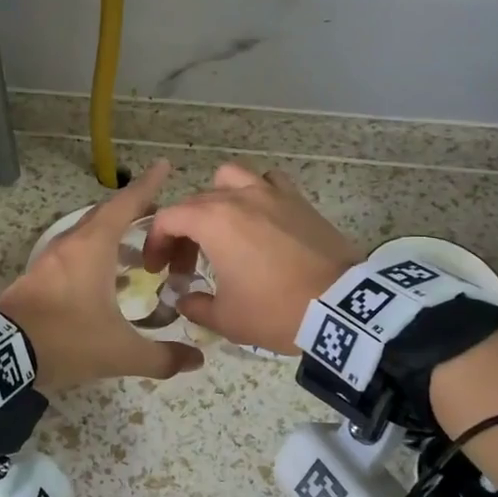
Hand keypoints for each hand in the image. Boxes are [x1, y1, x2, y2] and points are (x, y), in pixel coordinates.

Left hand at [0, 160, 205, 392]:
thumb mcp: (120, 353)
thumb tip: (196, 361)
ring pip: (86, 235)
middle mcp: (71, 244)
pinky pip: (73, 254)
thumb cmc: (66, 339)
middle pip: (105, 215)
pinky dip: (94, 255)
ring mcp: (49, 260)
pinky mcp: (36, 277)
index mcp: (93, 247)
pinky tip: (105, 280)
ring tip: (136, 252)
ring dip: (112, 235)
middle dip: (132, 209)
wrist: (1, 354)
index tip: (163, 166)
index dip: (147, 185)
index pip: (126, 205)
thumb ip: (161, 358)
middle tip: (157, 212)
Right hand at [144, 163, 362, 353]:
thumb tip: (185, 300)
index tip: (158, 270)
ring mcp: (271, 194)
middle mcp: (238, 197)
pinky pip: (269, 182)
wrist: (342, 306)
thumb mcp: (226, 318)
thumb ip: (196, 306)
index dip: (156, 243)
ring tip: (221, 227)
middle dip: (183, 231)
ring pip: (230, 178)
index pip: (167, 218)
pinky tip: (261, 219)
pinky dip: (257, 193)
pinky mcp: (298, 201)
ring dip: (217, 199)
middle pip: (195, 203)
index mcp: (212, 220)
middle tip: (187, 265)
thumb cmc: (276, 310)